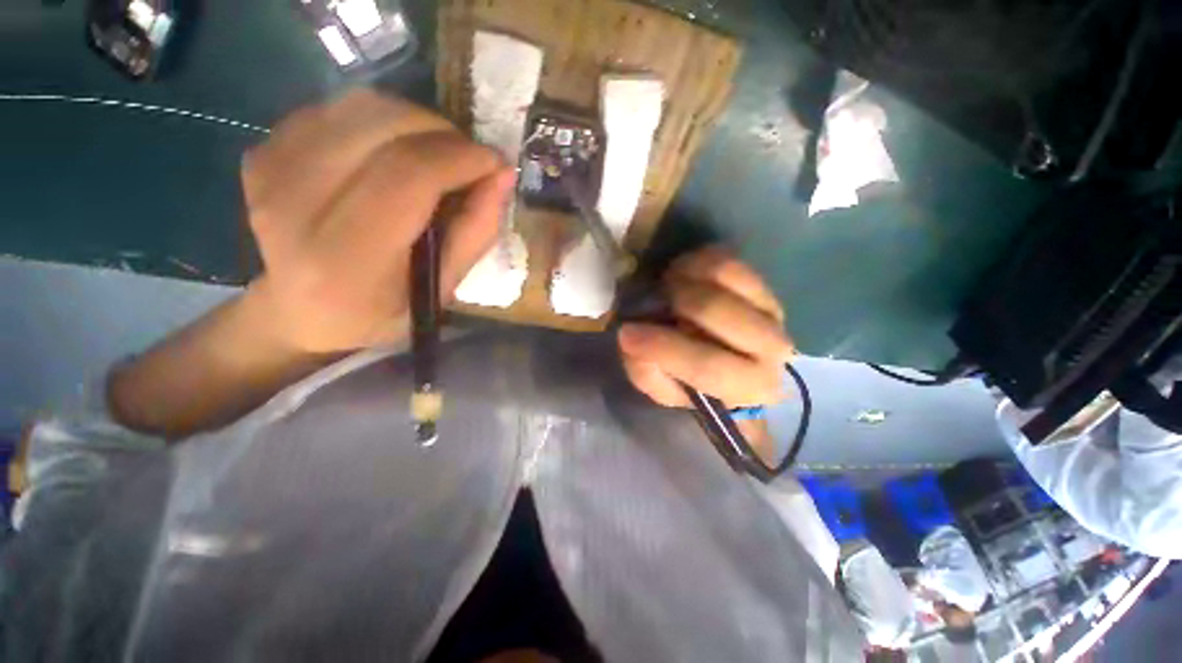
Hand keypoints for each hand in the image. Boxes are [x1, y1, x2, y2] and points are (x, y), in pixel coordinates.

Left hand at [241, 89, 514, 352]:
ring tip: (437, 155)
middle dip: (444, 135)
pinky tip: (394, 152)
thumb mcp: (444, 288)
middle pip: (383, 129)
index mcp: (346, 257)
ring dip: (416, 122)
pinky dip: (382, 121)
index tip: (495, 162)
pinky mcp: (261, 151)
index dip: (461, 158)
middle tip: (470, 160)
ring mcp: (269, 171)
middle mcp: (294, 206)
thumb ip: (476, 232)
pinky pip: (337, 110)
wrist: (303, 312)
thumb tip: (503, 174)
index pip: (407, 177)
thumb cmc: (384, 312)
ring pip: (360, 107)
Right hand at [618, 247, 794, 408]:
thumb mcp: (664, 389)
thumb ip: (646, 371)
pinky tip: (680, 276)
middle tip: (655, 302)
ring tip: (667, 288)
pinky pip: (725, 258)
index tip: (626, 334)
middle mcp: (771, 348)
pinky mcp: (762, 283)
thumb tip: (632, 338)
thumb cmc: (694, 382)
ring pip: (723, 274)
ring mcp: (771, 308)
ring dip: (684, 278)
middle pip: (718, 311)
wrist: (732, 364)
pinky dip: (693, 261)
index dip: (663, 348)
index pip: (708, 365)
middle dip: (676, 302)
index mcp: (748, 387)